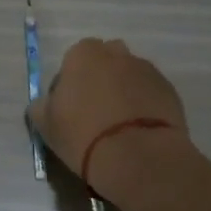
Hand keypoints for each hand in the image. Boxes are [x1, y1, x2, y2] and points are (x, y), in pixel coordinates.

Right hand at [29, 38, 189, 196]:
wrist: (139, 158)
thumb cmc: (83, 135)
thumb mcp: (45, 124)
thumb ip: (41, 105)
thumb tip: (45, 103)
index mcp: (84, 54)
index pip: (73, 58)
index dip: (71, 81)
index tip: (70, 106)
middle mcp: (117, 53)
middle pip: (105, 60)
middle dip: (101, 78)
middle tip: (95, 112)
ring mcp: (147, 70)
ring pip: (130, 75)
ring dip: (124, 90)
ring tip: (121, 124)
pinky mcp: (170, 90)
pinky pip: (150, 93)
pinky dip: (144, 105)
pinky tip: (139, 130)